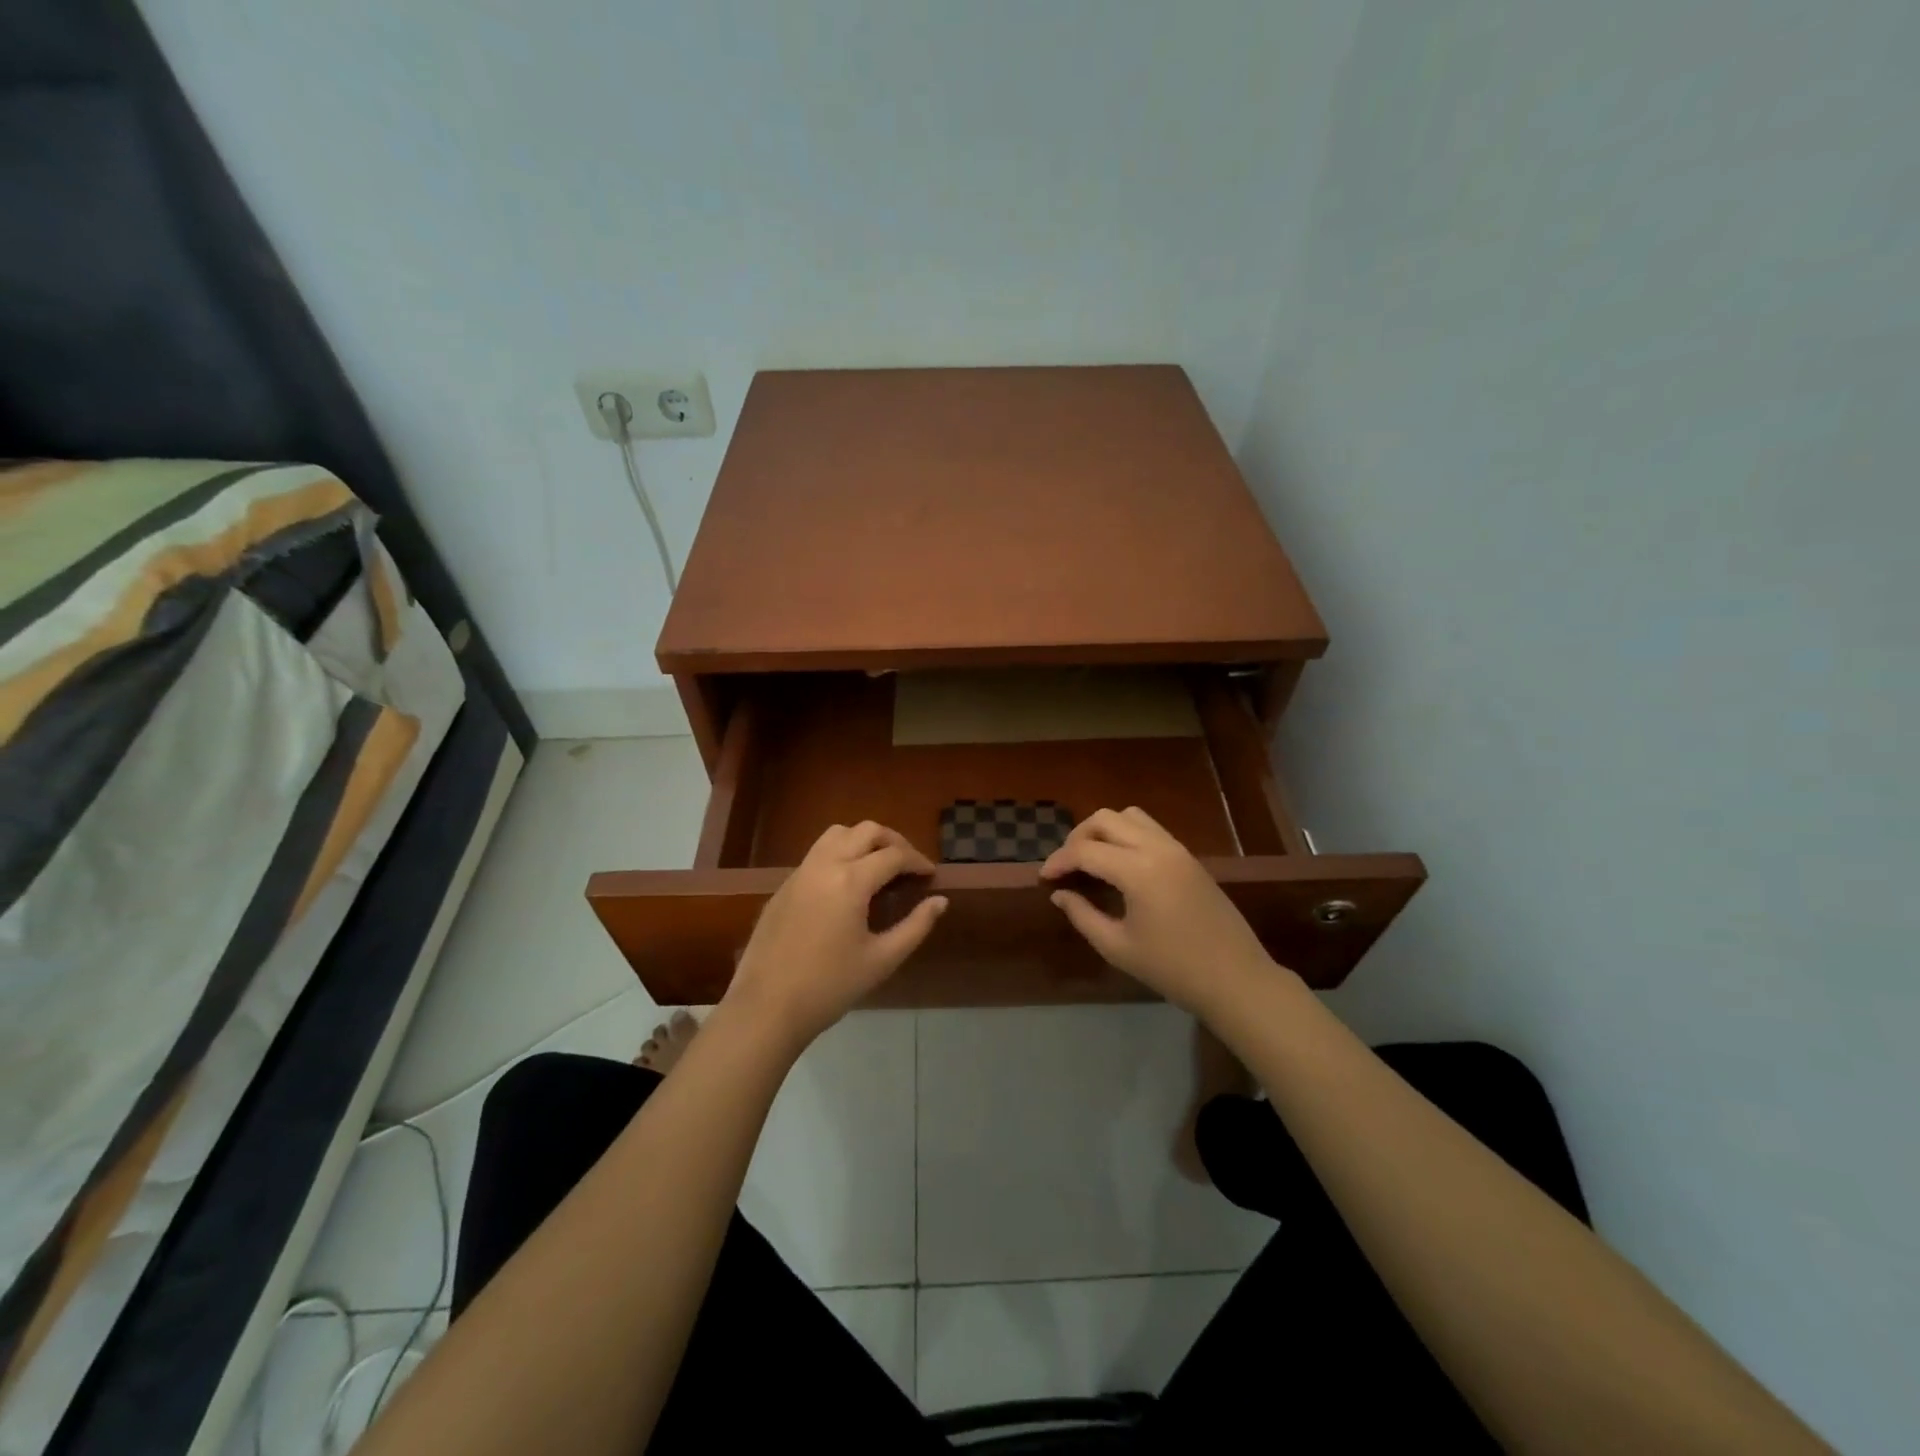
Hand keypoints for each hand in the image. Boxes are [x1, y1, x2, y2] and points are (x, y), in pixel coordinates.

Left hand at [724, 822, 946, 1047]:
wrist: (766, 1008)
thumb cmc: (830, 987)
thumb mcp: (882, 960)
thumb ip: (916, 926)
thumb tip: (940, 901)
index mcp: (851, 881)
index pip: (894, 855)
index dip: (918, 861)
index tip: (931, 876)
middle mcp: (824, 865)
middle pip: (866, 831)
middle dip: (894, 842)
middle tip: (909, 866)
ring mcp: (800, 873)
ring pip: (837, 834)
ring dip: (863, 841)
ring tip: (879, 867)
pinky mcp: (784, 886)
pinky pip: (817, 854)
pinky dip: (840, 854)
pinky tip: (847, 886)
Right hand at [1041, 807, 1280, 1013]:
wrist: (1236, 979)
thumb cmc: (1173, 969)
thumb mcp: (1118, 947)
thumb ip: (1083, 915)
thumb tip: (1060, 893)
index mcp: (1138, 870)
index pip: (1085, 851)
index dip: (1058, 861)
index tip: (1044, 878)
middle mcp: (1157, 848)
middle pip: (1105, 819)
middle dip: (1078, 837)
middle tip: (1066, 866)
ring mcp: (1177, 849)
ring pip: (1130, 816)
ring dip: (1104, 830)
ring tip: (1091, 859)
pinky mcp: (1189, 857)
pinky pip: (1150, 829)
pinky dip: (1126, 836)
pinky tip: (1120, 865)